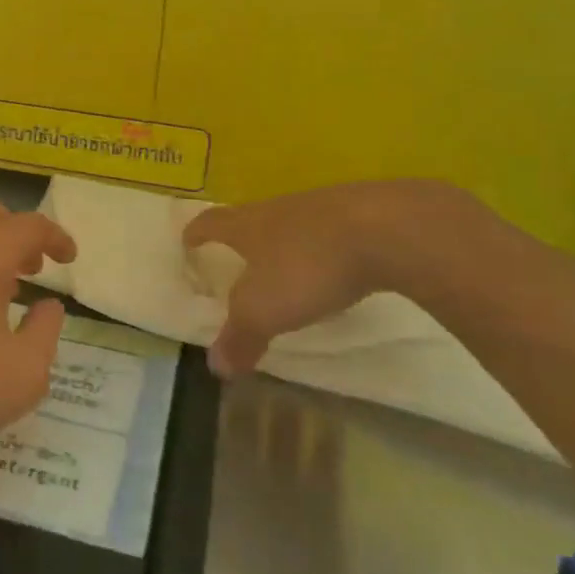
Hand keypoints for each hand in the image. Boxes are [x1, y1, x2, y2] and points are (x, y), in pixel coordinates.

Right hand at [183, 180, 466, 378]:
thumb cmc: (308, 266)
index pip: (212, 223)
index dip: (198, 233)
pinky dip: (325, 248)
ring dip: (286, 243)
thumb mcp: (265, 311)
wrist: (386, 229)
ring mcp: (321, 207)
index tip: (188, 239)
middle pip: (252, 218)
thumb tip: (215, 366)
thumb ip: (239, 337)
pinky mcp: (361, 214)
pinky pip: (332, 231)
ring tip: (289, 269)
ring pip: (293, 223)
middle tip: (239, 259)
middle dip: (243, 238)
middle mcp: (279, 209)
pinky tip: (337, 270)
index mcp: (248, 225)